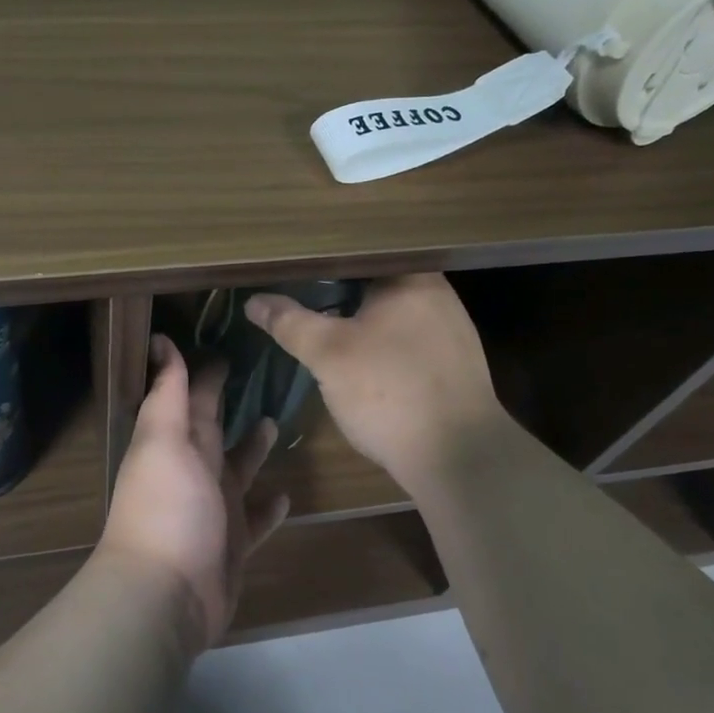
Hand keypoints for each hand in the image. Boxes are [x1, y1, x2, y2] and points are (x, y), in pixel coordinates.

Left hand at [98, 335, 289, 651]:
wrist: (165, 594)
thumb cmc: (167, 507)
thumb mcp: (164, 440)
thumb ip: (168, 392)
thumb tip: (161, 340)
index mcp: (176, 442)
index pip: (193, 396)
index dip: (206, 371)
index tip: (228, 343)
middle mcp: (194, 470)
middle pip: (215, 428)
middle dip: (229, 403)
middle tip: (262, 375)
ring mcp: (214, 508)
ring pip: (238, 469)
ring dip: (252, 447)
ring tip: (276, 422)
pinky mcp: (234, 543)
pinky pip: (255, 519)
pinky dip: (268, 507)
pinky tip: (287, 494)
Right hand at [245, 273, 508, 488]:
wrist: (459, 458)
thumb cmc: (390, 391)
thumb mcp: (328, 355)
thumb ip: (290, 323)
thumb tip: (254, 300)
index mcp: (412, 278)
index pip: (360, 254)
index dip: (324, 259)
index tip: (292, 268)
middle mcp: (438, 296)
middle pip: (376, 283)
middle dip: (340, 292)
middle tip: (300, 298)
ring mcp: (451, 333)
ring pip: (393, 315)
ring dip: (362, 321)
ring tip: (324, 326)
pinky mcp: (454, 367)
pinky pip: (408, 342)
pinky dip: (382, 346)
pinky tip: (363, 364)